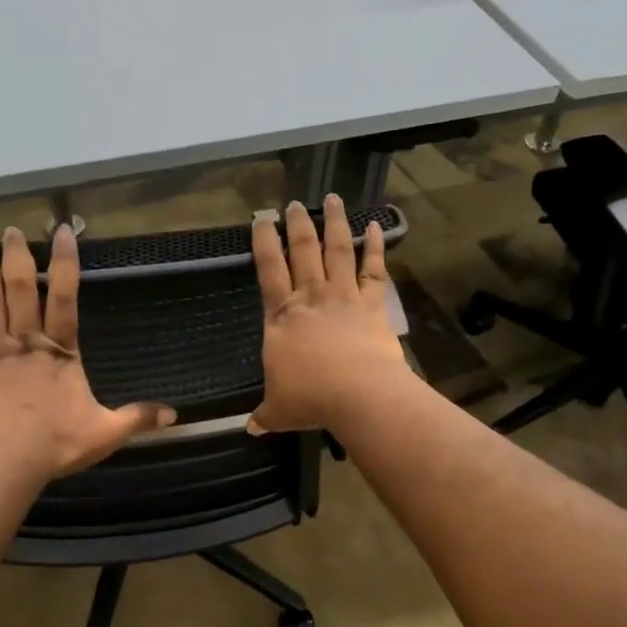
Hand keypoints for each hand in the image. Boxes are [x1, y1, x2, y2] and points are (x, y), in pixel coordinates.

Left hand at [0, 221, 174, 481]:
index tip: (63, 231)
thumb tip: (176, 415)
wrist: (4, 462)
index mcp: (61, 351)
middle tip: (12, 226)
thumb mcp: (106, 432)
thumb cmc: (55, 444)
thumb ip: (137, 417)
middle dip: (18, 254)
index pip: (66, 297)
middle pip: (22, 288)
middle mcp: (26, 340)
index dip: (65, 263)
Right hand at [250, 196, 409, 435]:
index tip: (261, 218)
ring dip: (334, 222)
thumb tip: (251, 428)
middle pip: (302, 250)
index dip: (263, 242)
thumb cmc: (310, 399)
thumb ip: (265, 414)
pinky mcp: (372, 304)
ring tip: (332, 198)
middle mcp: (310, 297)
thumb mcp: (279, 410)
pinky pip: (374, 270)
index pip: (268, 270)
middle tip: (294, 203)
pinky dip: (375, 246)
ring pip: (337, 250)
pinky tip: (375, 226)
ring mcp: (344, 296)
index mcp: (281, 317)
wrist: (358, 394)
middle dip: (296, 224)